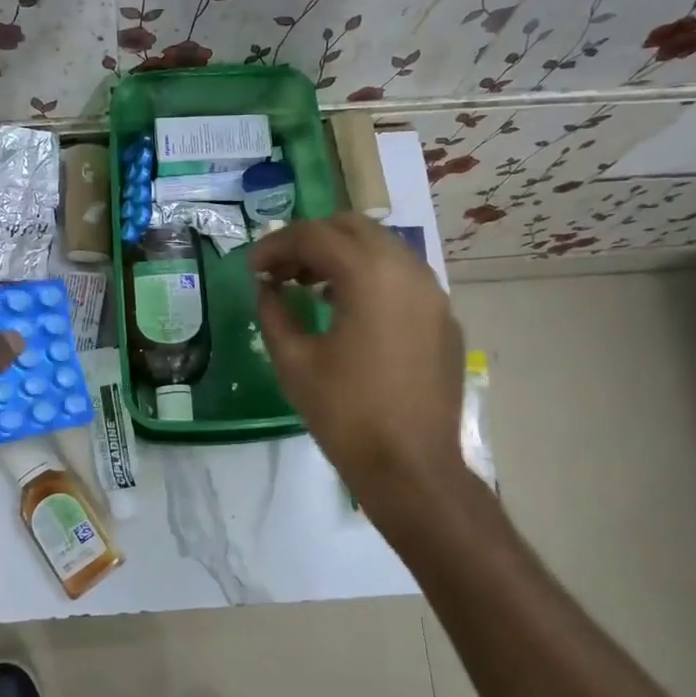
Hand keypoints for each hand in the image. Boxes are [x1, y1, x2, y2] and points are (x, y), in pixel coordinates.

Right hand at [251, 214, 476, 519]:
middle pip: (353, 228)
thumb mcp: (294, 361)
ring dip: (342, 256)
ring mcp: (433, 293)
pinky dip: (370, 277)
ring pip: (382, 248)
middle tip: (280, 270)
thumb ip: (273, 311)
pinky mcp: (444, 319)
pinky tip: (349, 310)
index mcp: (370, 275)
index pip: (315, 236)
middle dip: (311, 241)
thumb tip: (266, 287)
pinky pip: (403, 278)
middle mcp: (408, 270)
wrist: (412, 468)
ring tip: (310, 287)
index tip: (252, 267)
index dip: (275, 245)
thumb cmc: (346, 414)